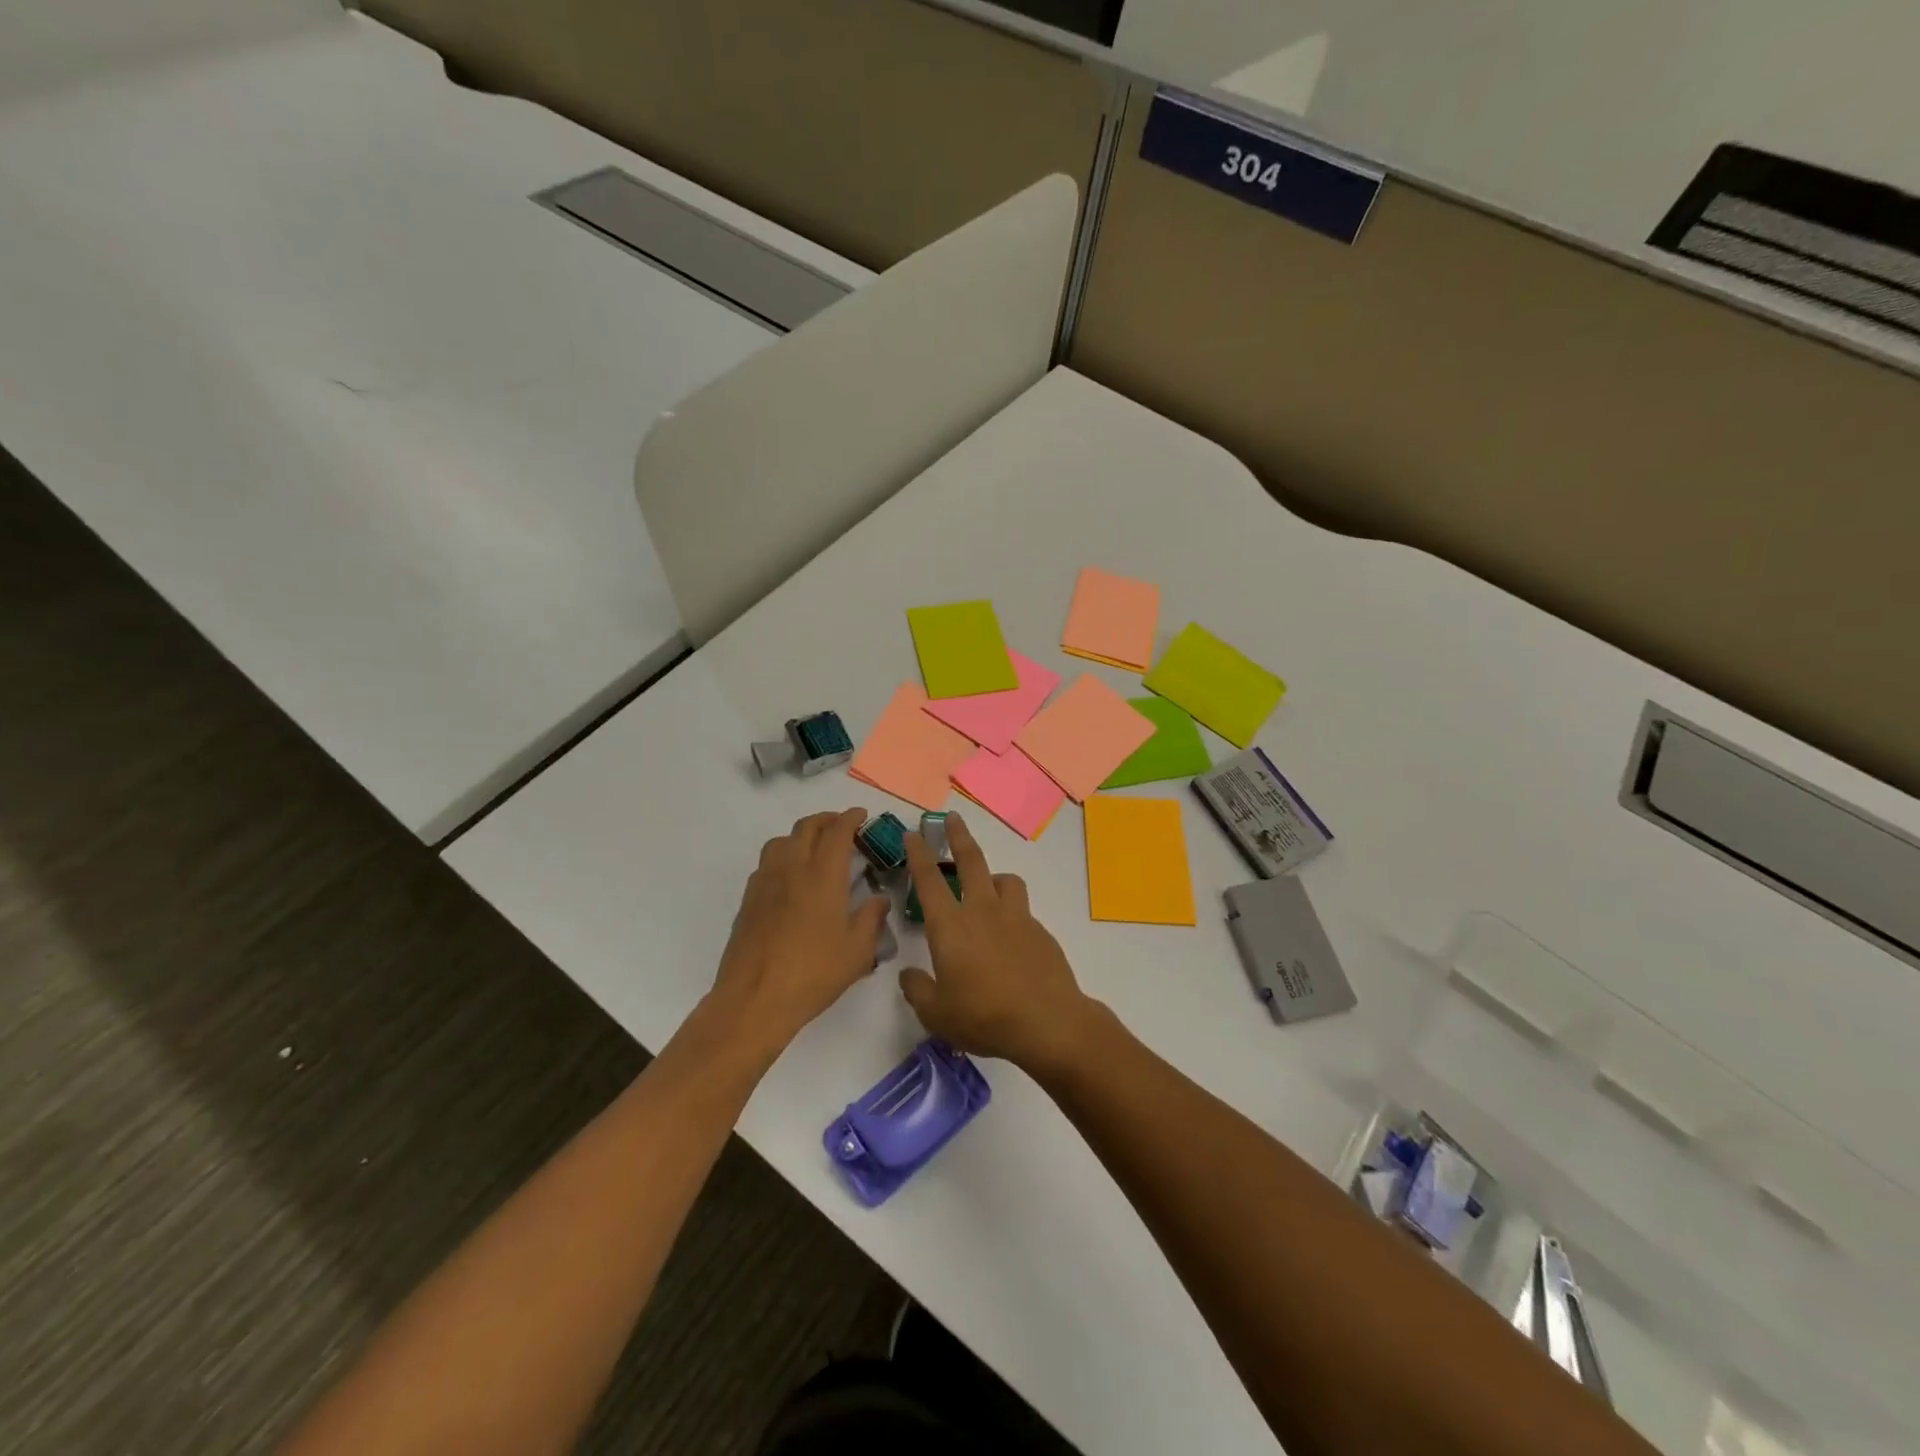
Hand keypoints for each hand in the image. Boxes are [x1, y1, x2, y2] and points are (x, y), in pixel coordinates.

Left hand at [709, 809, 891, 1062]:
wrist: (755, 999)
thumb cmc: (814, 973)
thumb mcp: (857, 951)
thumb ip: (872, 919)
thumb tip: (879, 899)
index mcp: (823, 875)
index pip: (837, 831)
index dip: (850, 818)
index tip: (861, 815)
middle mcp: (792, 868)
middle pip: (807, 827)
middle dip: (827, 820)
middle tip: (842, 826)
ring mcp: (765, 882)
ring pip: (782, 841)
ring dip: (801, 835)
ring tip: (815, 847)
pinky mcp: (749, 899)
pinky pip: (767, 863)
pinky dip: (784, 856)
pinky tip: (792, 878)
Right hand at [899, 813, 1098, 1074]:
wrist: (1048, 1022)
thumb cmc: (984, 1017)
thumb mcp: (936, 1014)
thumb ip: (917, 990)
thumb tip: (909, 975)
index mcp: (951, 926)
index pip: (929, 880)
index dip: (918, 854)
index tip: (913, 833)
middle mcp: (983, 911)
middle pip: (971, 861)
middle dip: (958, 836)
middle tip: (952, 819)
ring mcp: (1016, 918)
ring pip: (1005, 880)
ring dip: (993, 876)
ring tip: (988, 888)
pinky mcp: (1040, 932)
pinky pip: (1023, 911)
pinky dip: (1013, 913)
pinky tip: (1011, 938)